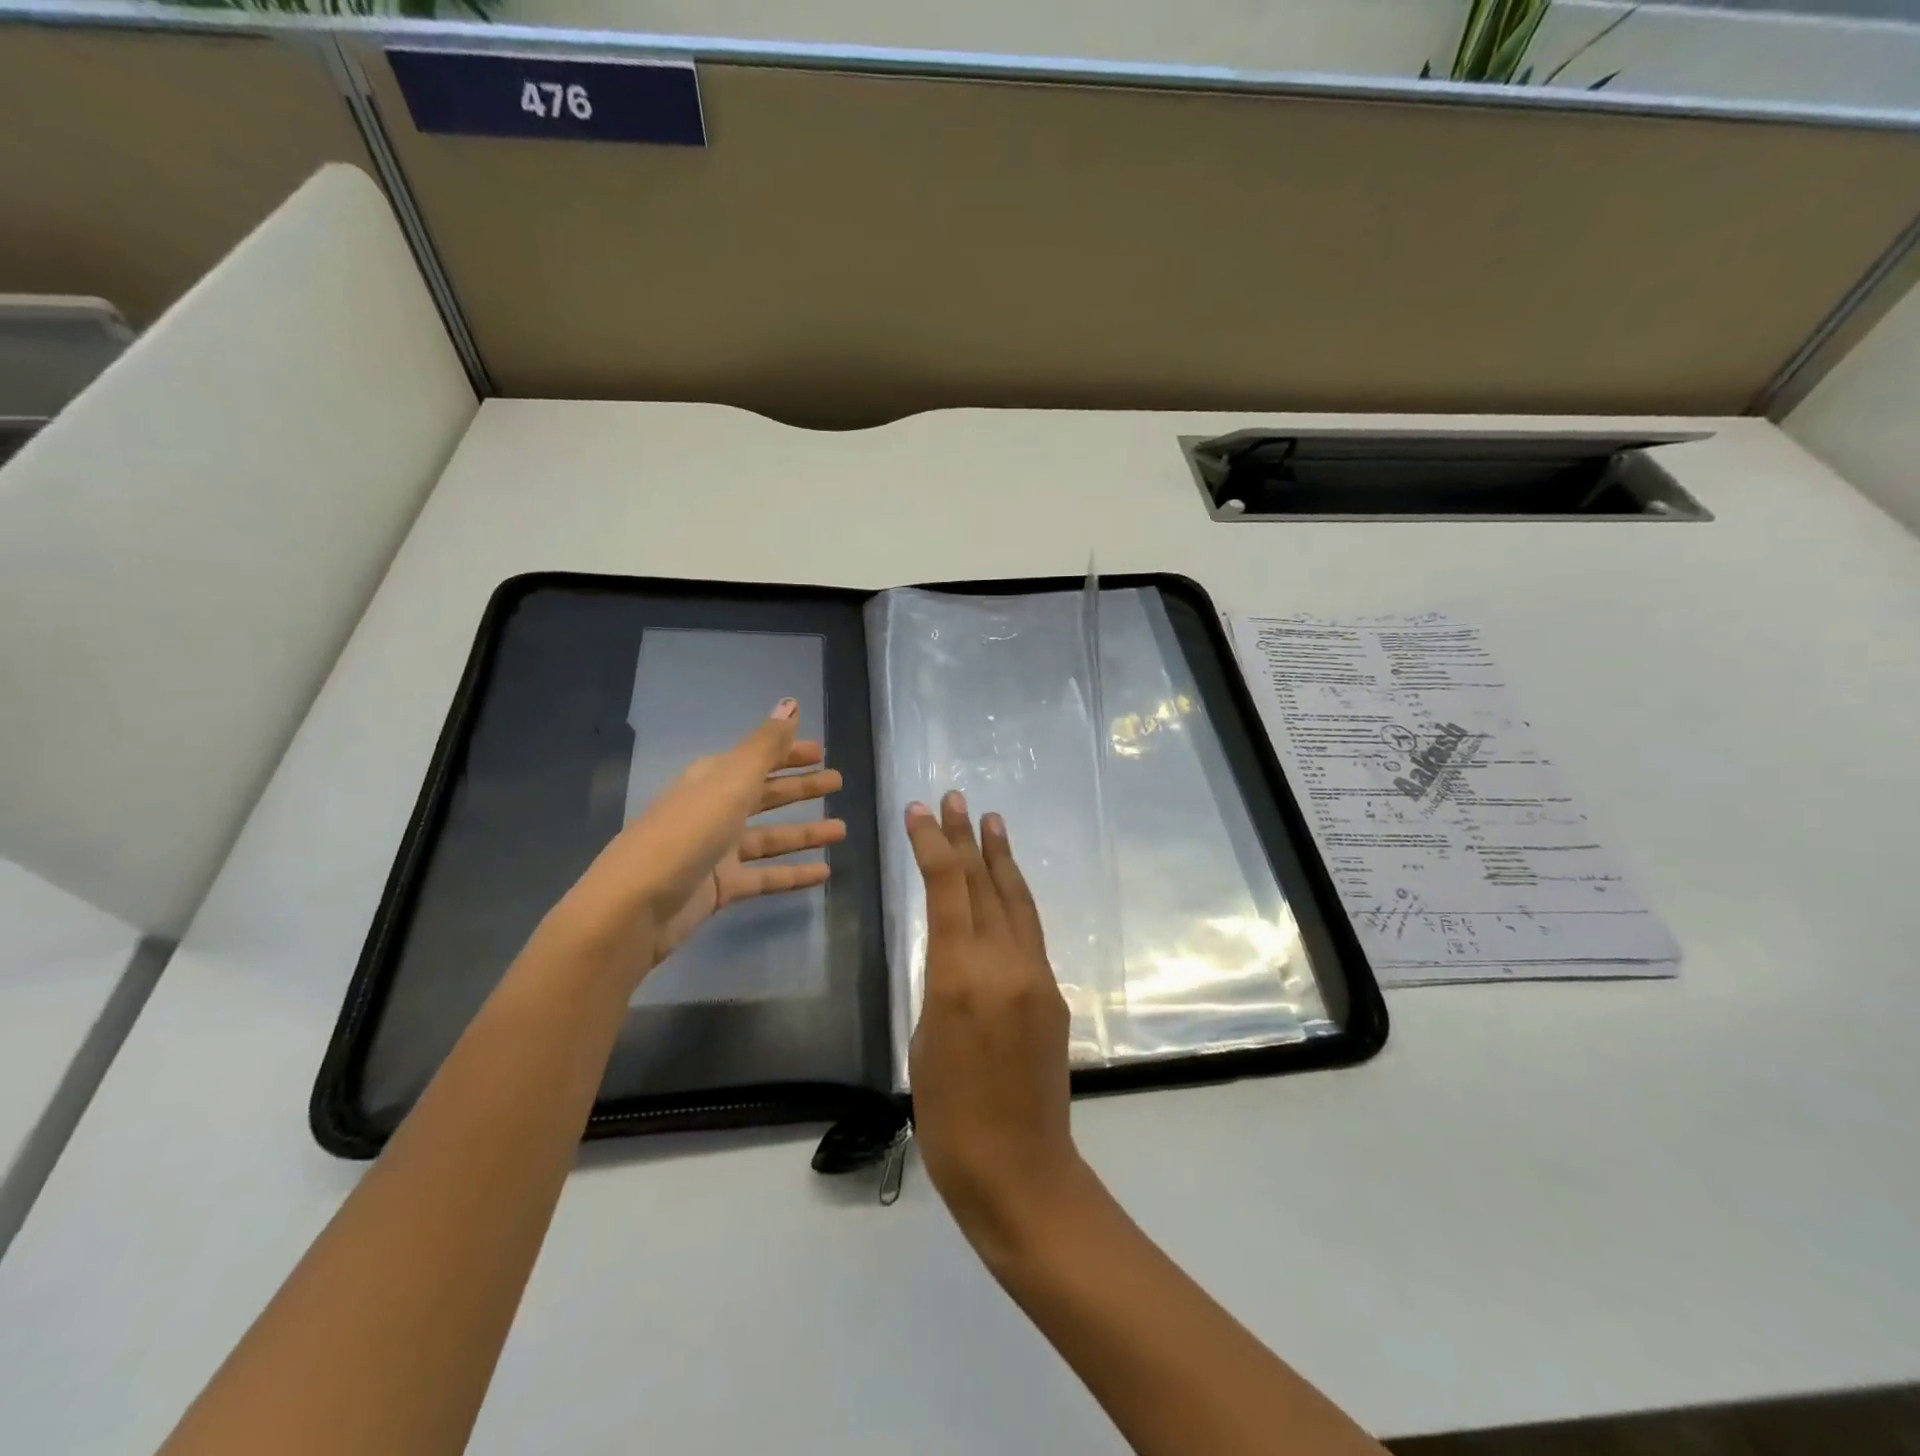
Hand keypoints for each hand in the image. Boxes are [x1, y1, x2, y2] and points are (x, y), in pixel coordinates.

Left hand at [538, 698, 845, 994]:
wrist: (635, 905)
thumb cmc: (686, 833)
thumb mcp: (730, 782)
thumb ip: (766, 746)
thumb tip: (791, 702)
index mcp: (713, 780)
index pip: (757, 759)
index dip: (788, 754)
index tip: (822, 753)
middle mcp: (715, 810)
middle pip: (765, 795)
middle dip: (801, 788)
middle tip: (838, 783)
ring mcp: (717, 851)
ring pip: (770, 838)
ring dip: (805, 832)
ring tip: (841, 830)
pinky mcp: (721, 888)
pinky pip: (766, 876)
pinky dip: (793, 874)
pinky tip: (824, 874)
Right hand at [907, 791, 1086, 1263]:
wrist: (1020, 1170)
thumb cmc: (949, 1118)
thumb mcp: (926, 1041)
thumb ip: (942, 983)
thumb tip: (955, 950)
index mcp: (960, 978)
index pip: (947, 890)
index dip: (932, 845)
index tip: (918, 811)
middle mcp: (1004, 964)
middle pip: (984, 884)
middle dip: (966, 838)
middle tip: (955, 798)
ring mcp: (1036, 976)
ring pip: (1016, 901)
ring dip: (1000, 858)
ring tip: (990, 821)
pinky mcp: (1053, 993)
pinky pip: (1030, 933)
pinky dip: (1014, 899)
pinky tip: (1006, 886)